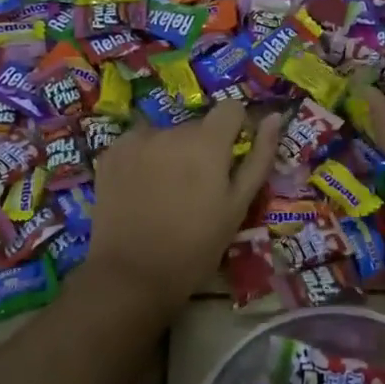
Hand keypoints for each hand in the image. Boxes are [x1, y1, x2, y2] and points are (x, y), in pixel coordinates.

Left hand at [84, 100, 282, 310]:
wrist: (133, 274)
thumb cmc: (196, 246)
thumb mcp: (237, 206)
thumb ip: (259, 157)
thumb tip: (273, 117)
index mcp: (207, 142)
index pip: (230, 109)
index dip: (236, 130)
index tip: (231, 158)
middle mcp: (171, 131)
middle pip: (197, 127)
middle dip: (202, 149)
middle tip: (197, 190)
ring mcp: (136, 140)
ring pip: (166, 136)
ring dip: (171, 153)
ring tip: (166, 194)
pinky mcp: (110, 154)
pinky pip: (137, 145)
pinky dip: (144, 160)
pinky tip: (141, 192)